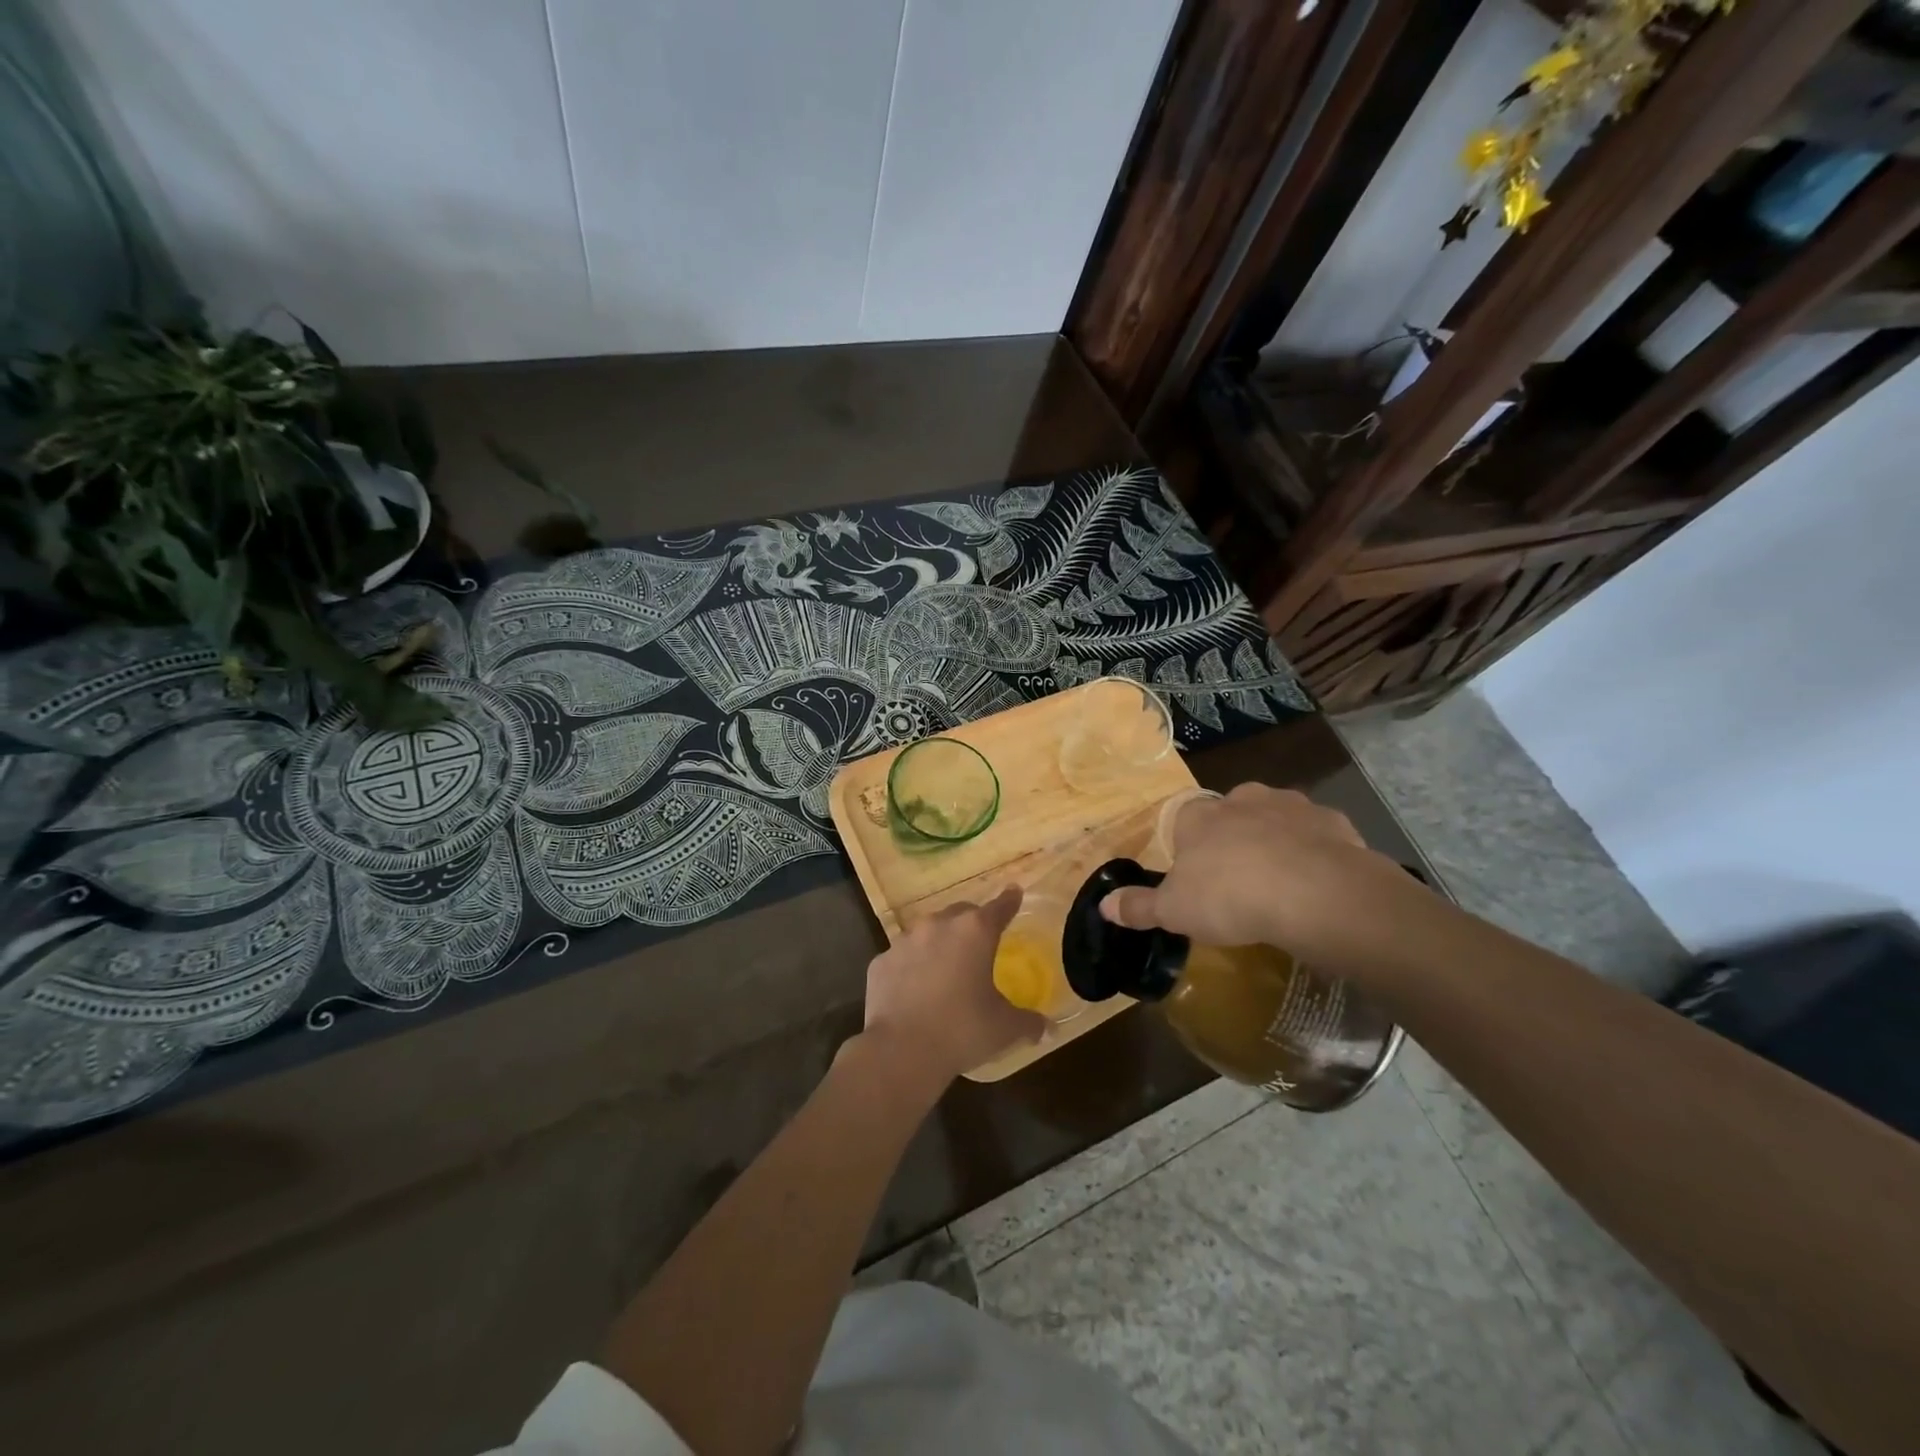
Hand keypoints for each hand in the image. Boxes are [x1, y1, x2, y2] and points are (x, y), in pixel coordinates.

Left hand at [858, 887, 1044, 1087]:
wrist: (901, 1051)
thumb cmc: (962, 1031)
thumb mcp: (1005, 1028)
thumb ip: (1029, 1022)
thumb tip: (1048, 1028)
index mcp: (975, 932)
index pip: (999, 908)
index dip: (1009, 901)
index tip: (1014, 891)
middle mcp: (938, 925)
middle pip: (961, 913)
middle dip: (972, 924)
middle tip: (980, 946)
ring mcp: (904, 941)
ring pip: (928, 932)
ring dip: (939, 944)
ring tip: (945, 970)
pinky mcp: (880, 962)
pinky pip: (902, 958)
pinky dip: (911, 967)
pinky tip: (914, 991)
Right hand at [1101, 783, 1411, 963]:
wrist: (1312, 893)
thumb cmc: (1229, 897)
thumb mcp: (1173, 910)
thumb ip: (1139, 906)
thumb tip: (1103, 905)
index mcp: (1199, 815)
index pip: (1185, 822)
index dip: (1189, 850)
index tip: (1197, 881)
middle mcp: (1242, 799)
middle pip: (1231, 816)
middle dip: (1234, 841)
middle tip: (1239, 883)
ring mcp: (1291, 805)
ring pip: (1276, 821)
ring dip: (1275, 843)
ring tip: (1280, 886)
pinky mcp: (1333, 821)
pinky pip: (1317, 837)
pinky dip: (1315, 855)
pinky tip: (1317, 886)